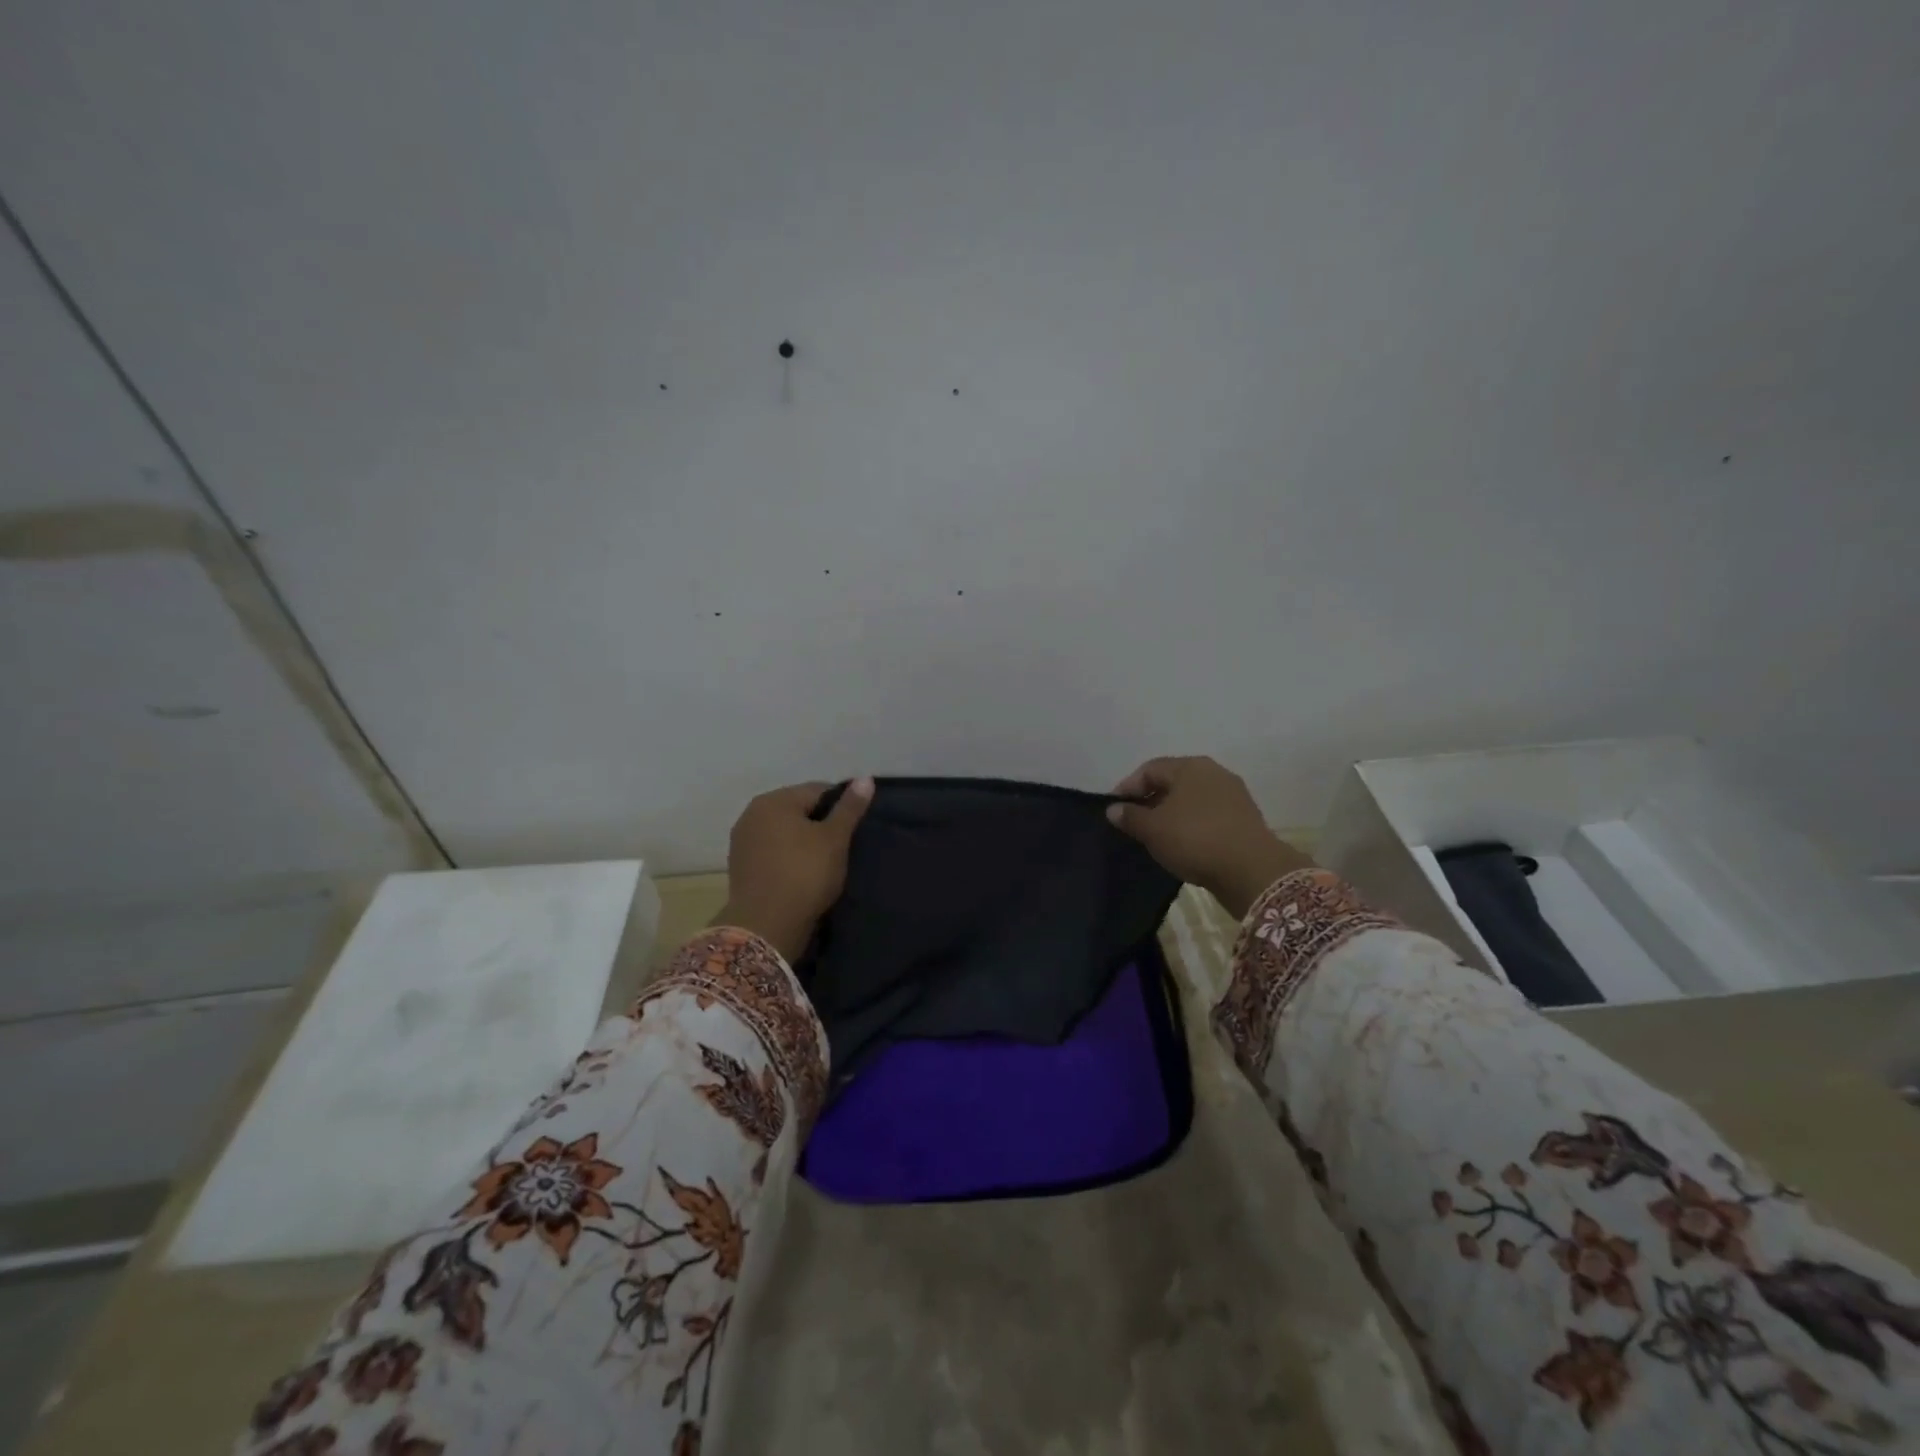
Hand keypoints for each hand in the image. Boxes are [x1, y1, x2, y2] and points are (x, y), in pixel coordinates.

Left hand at [715, 779, 873, 961]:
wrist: (766, 926)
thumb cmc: (805, 874)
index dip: (841, 806)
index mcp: (774, 800)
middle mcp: (752, 813)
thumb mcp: (835, 839)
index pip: (818, 791)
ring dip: (803, 841)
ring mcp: (742, 840)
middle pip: (797, 810)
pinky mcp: (740, 866)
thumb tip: (865, 778)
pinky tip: (802, 874)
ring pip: (783, 832)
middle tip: (842, 846)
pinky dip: (787, 857)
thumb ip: (849, 808)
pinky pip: (772, 851)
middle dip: (820, 823)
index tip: (855, 828)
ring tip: (824, 862)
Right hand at [1106, 757, 1309, 917]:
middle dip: (1150, 801)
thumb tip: (1113, 809)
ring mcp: (1233, 795)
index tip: (1114, 811)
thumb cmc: (1195, 839)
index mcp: (1190, 766)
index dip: (1127, 787)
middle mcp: (1214, 773)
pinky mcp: (1244, 819)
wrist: (1252, 871)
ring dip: (1171, 815)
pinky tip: (1183, 844)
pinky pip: (1208, 816)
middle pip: (1172, 782)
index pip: (1149, 769)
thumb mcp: (1153, 829)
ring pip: (1191, 800)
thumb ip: (1130, 816)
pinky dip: (1191, 826)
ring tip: (1156, 836)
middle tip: (1133, 824)